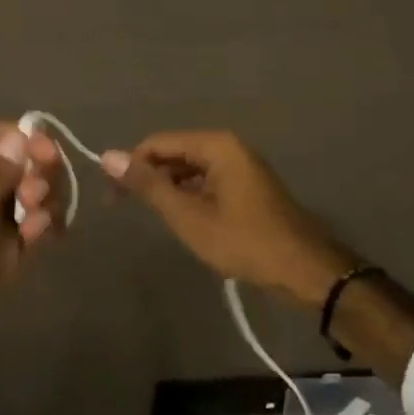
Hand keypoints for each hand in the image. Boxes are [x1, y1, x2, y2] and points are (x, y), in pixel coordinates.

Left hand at [0, 122, 61, 406]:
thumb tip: (21, 135)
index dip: (29, 142)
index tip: (48, 158)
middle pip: (22, 167)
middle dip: (39, 175)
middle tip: (36, 199)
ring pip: (32, 199)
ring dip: (46, 202)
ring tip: (38, 224)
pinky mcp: (1, 262)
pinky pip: (32, 233)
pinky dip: (45, 228)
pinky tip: (47, 235)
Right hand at [100, 130, 356, 309]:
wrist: (305, 270)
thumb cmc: (244, 242)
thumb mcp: (189, 216)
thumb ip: (149, 185)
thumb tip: (108, 156)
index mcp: (216, 145)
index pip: (157, 143)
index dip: (130, 166)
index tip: (111, 197)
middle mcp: (228, 146)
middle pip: (173, 153)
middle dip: (148, 177)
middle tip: (124, 208)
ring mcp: (240, 165)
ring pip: (189, 168)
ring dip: (168, 188)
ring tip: (153, 217)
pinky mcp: (246, 185)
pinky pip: (206, 180)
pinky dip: (188, 196)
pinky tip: (182, 219)